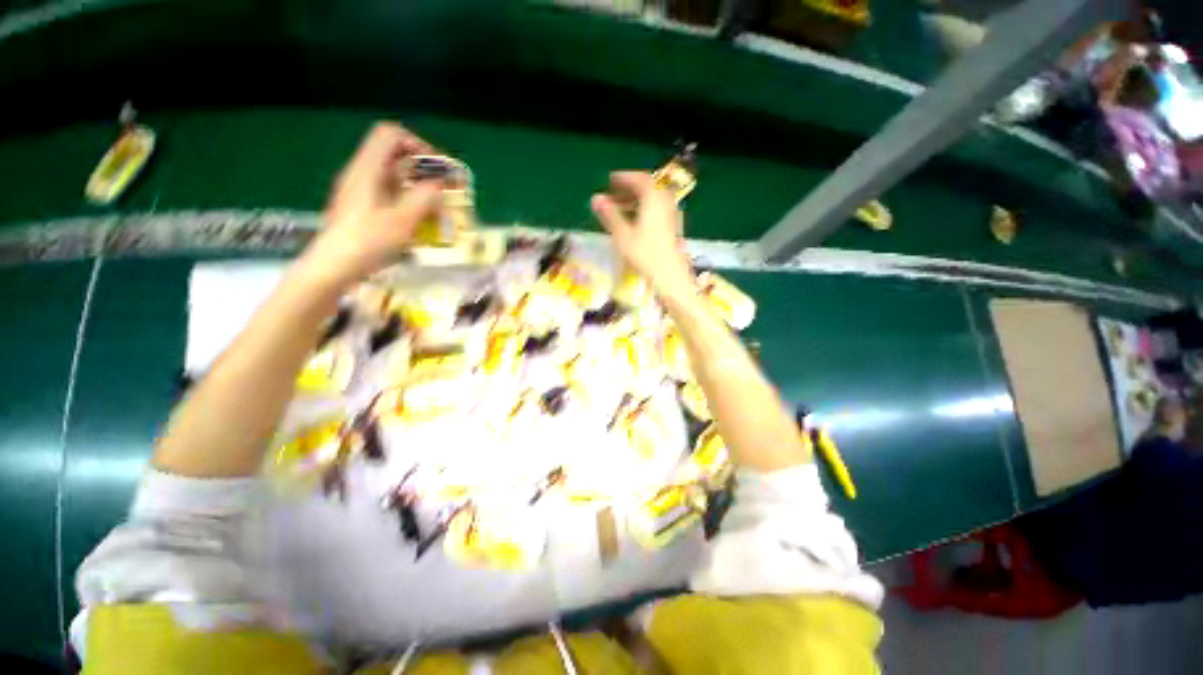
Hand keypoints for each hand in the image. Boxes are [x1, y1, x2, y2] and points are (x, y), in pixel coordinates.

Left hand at [299, 123, 442, 289]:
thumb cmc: (367, 241)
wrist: (332, 266)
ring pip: (389, 172)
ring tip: (434, 202)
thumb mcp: (403, 221)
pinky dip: (405, 195)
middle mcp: (360, 172)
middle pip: (391, 152)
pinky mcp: (358, 204)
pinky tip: (416, 215)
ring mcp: (357, 189)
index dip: (416, 143)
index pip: (390, 134)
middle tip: (440, 185)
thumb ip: (424, 198)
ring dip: (414, 182)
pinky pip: (385, 189)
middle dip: (419, 165)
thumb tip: (439, 184)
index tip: (435, 166)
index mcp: (367, 169)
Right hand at [591, 171, 692, 293]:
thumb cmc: (645, 255)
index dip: (624, 177)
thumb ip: (610, 215)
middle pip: (648, 189)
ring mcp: (671, 216)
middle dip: (629, 190)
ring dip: (636, 201)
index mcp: (653, 199)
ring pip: (653, 201)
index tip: (610, 180)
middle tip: (613, 195)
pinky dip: (644, 211)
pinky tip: (634, 224)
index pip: (640, 179)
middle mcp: (665, 203)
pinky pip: (657, 211)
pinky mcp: (672, 228)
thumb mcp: (623, 234)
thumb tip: (595, 198)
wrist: (669, 276)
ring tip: (620, 211)